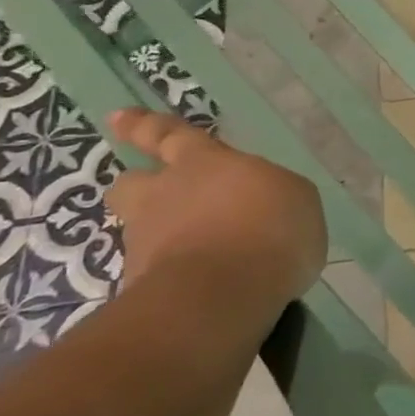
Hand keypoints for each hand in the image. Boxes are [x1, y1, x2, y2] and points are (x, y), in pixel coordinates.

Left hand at [105, 110, 327, 319]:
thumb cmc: (269, 229)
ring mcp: (146, 244)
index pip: (170, 136)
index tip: (118, 117)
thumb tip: (262, 206)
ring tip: (191, 253)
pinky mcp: (141, 289)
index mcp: (204, 163)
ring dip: (159, 236)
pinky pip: (156, 274)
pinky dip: (173, 277)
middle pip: (133, 183)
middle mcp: (166, 196)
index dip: (146, 126)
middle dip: (138, 183)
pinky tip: (201, 290)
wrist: (220, 297)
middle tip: (150, 190)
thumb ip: (271, 196)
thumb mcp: (296, 199)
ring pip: (140, 230)